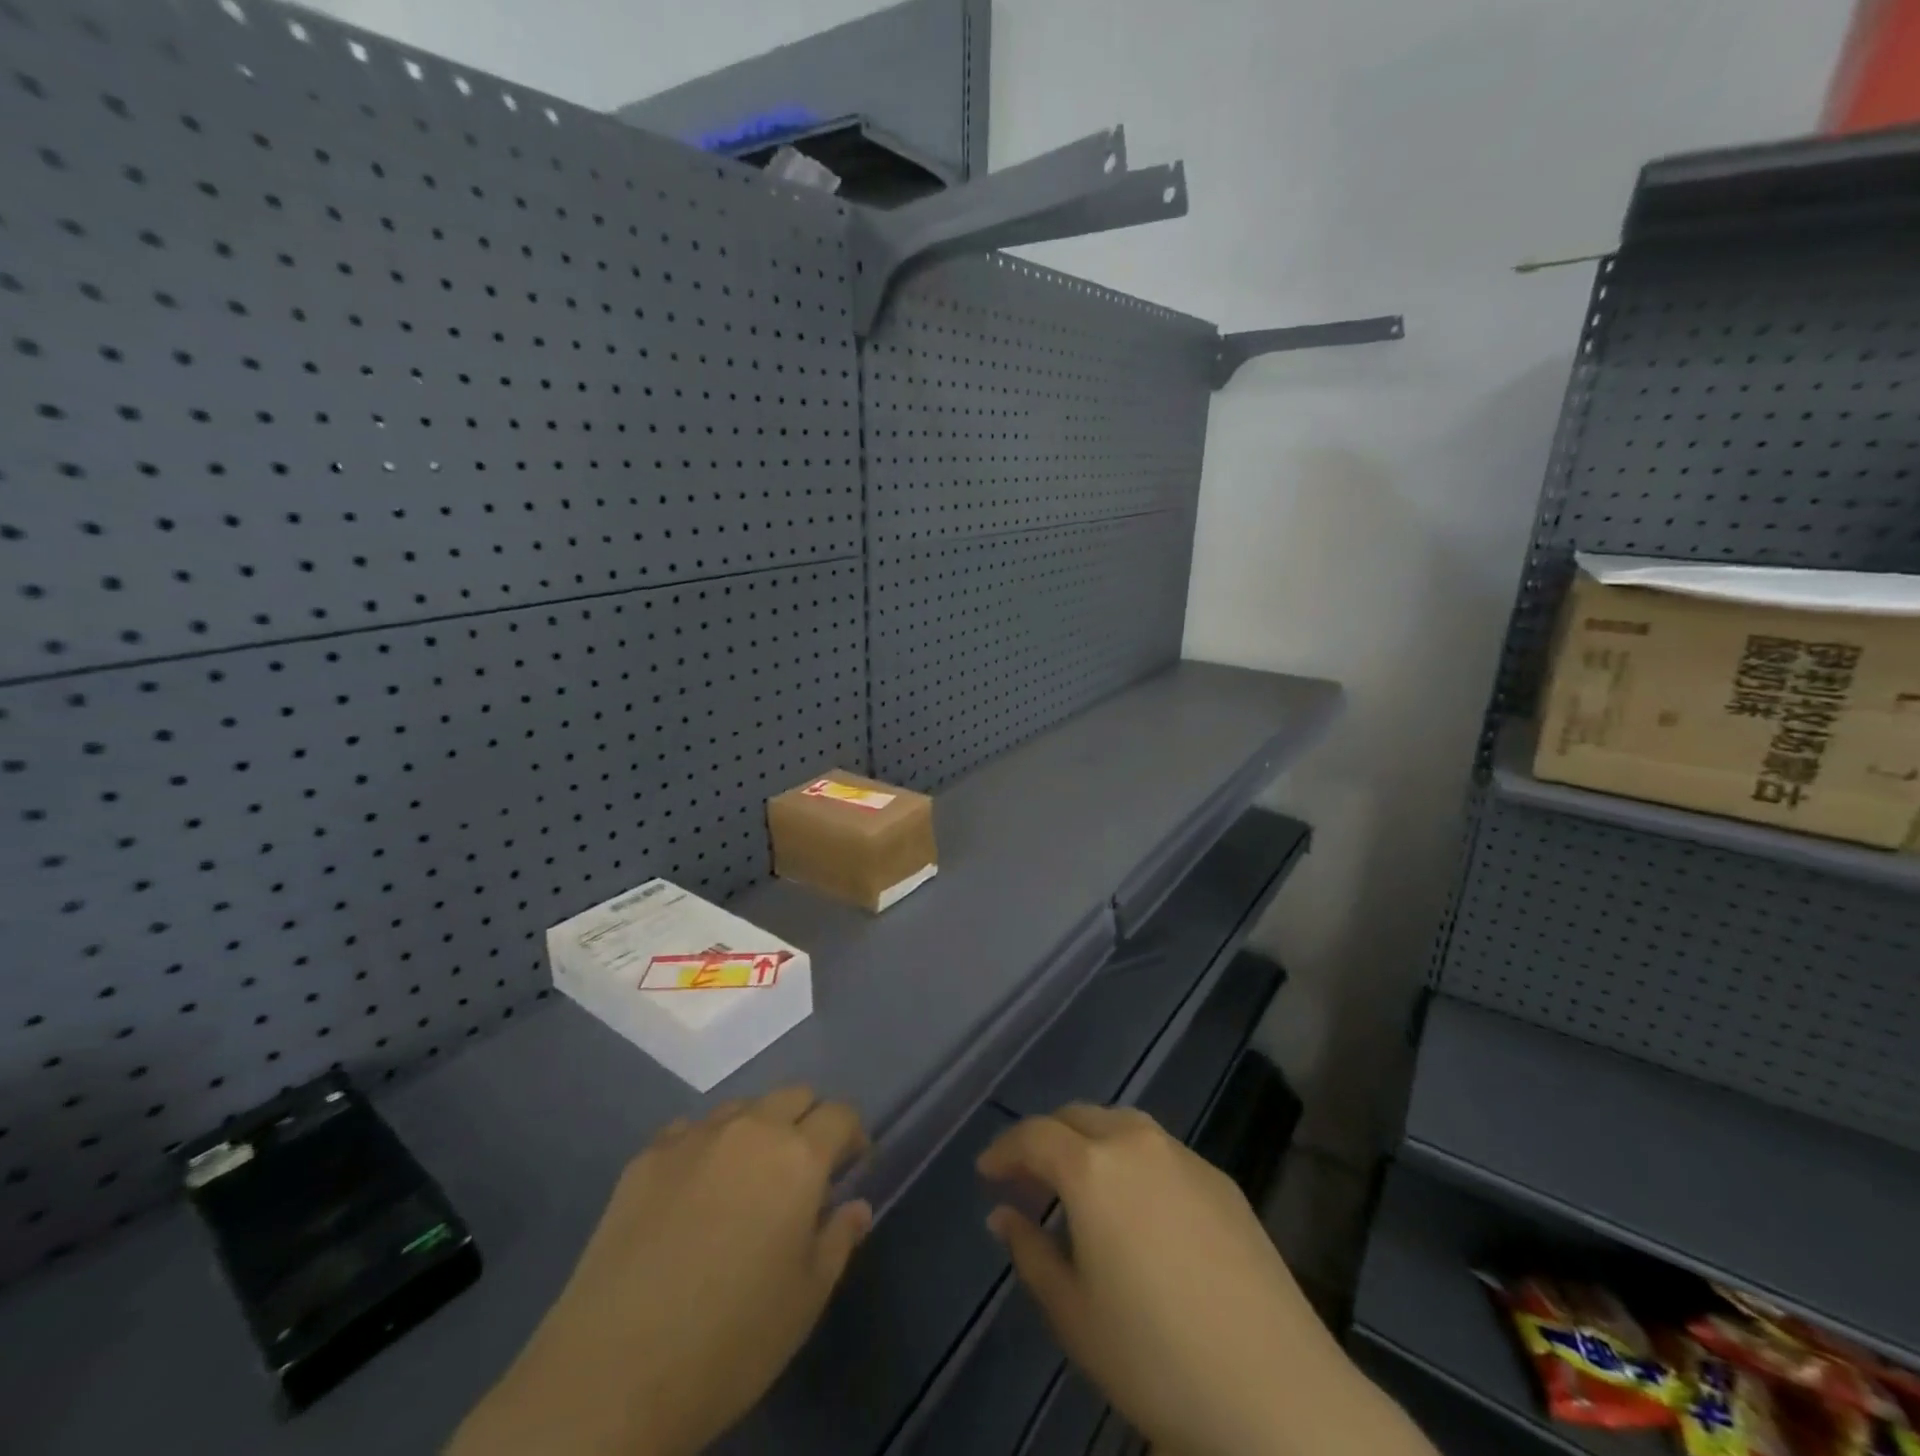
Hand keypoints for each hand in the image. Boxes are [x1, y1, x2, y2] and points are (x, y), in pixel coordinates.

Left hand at [448, 1087, 871, 1455]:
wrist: (611, 1375)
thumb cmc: (729, 1342)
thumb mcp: (804, 1302)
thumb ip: (838, 1240)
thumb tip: (855, 1205)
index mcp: (798, 1157)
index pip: (840, 1114)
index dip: (852, 1135)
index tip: (851, 1166)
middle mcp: (749, 1129)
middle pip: (794, 1094)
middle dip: (808, 1121)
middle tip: (802, 1171)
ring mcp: (693, 1137)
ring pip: (742, 1107)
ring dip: (757, 1129)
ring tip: (745, 1181)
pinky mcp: (646, 1157)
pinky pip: (689, 1131)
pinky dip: (705, 1148)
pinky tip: (692, 1194)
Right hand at [978, 1105, 1431, 1455]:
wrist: (1277, 1393)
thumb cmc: (1156, 1359)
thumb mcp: (1074, 1314)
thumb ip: (1030, 1252)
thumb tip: (1003, 1214)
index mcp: (1092, 1168)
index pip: (1034, 1135)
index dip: (1004, 1150)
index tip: (986, 1173)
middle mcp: (1136, 1142)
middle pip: (1078, 1117)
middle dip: (1046, 1140)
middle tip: (1029, 1179)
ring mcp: (1184, 1156)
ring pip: (1121, 1125)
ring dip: (1090, 1142)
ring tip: (1080, 1186)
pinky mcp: (1221, 1179)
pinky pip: (1160, 1150)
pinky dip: (1131, 1160)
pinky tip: (1138, 1207)